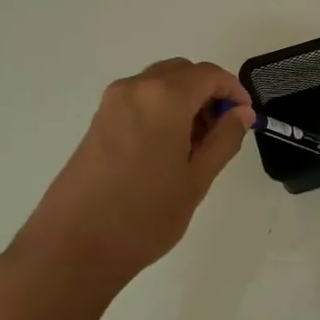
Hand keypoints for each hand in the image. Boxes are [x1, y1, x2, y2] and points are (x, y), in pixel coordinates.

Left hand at [0, 59, 253, 302]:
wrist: (74, 246)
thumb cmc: (144, 215)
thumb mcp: (196, 179)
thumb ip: (224, 139)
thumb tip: (241, 113)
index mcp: (163, 98)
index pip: (208, 74)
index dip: (233, 90)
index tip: (245, 118)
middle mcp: (135, 89)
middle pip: (182, 73)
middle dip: (208, 93)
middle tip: (222, 131)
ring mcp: (111, 104)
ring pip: (159, 85)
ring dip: (184, 102)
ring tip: (196, 146)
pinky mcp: (97, 122)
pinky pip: (140, 101)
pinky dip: (161, 111)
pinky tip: (167, 151)